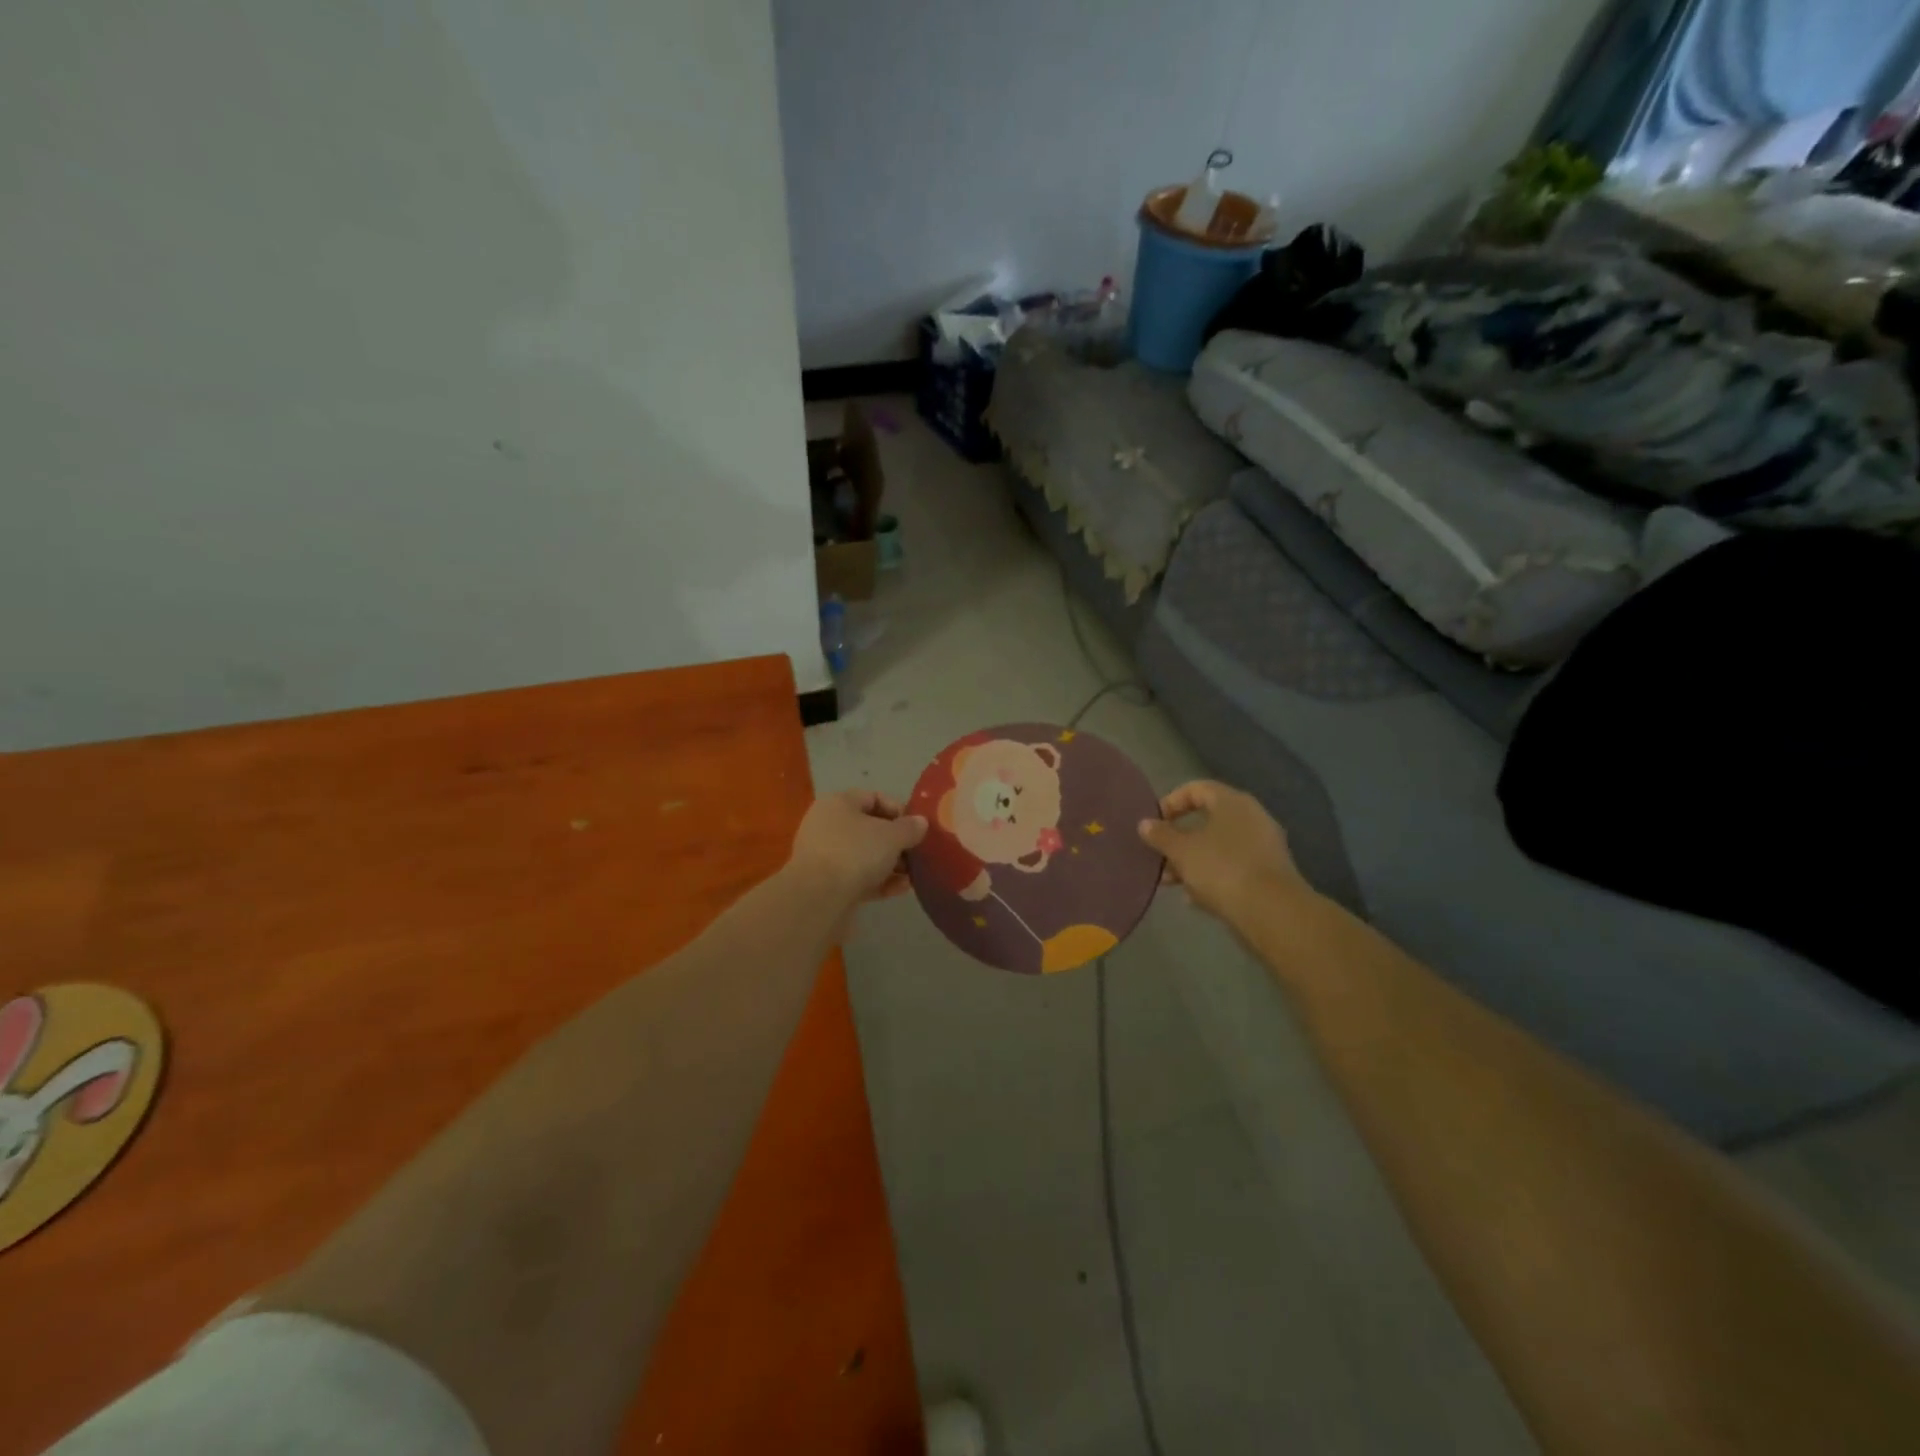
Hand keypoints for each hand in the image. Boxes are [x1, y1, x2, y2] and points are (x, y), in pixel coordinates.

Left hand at [787, 790, 927, 912]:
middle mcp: (827, 825)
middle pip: (869, 828)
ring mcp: (824, 856)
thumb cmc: (856, 853)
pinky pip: (857, 877)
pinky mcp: (825, 883)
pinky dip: (878, 881)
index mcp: (838, 803)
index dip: (899, 810)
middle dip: (896, 842)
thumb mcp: (892, 837)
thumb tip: (920, 822)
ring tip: (912, 876)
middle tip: (916, 854)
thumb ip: (910, 828)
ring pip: (864, 855)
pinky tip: (900, 890)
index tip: (917, 828)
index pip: (873, 797)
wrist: (818, 899)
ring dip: (890, 864)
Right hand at [1138, 780, 1308, 922]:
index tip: (1153, 823)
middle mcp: (1252, 817)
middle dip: (1179, 838)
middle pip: (1207, 820)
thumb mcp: (1181, 851)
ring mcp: (1263, 846)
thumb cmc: (1221, 869)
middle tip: (1159, 855)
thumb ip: (1161, 835)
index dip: (1171, 802)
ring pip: (1218, 846)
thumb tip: (1145, 823)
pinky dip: (1212, 877)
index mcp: (1232, 802)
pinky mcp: (1268, 873)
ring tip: (1170, 881)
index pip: (1196, 788)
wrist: (1271, 912)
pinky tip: (1194, 898)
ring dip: (1192, 860)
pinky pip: (1232, 867)